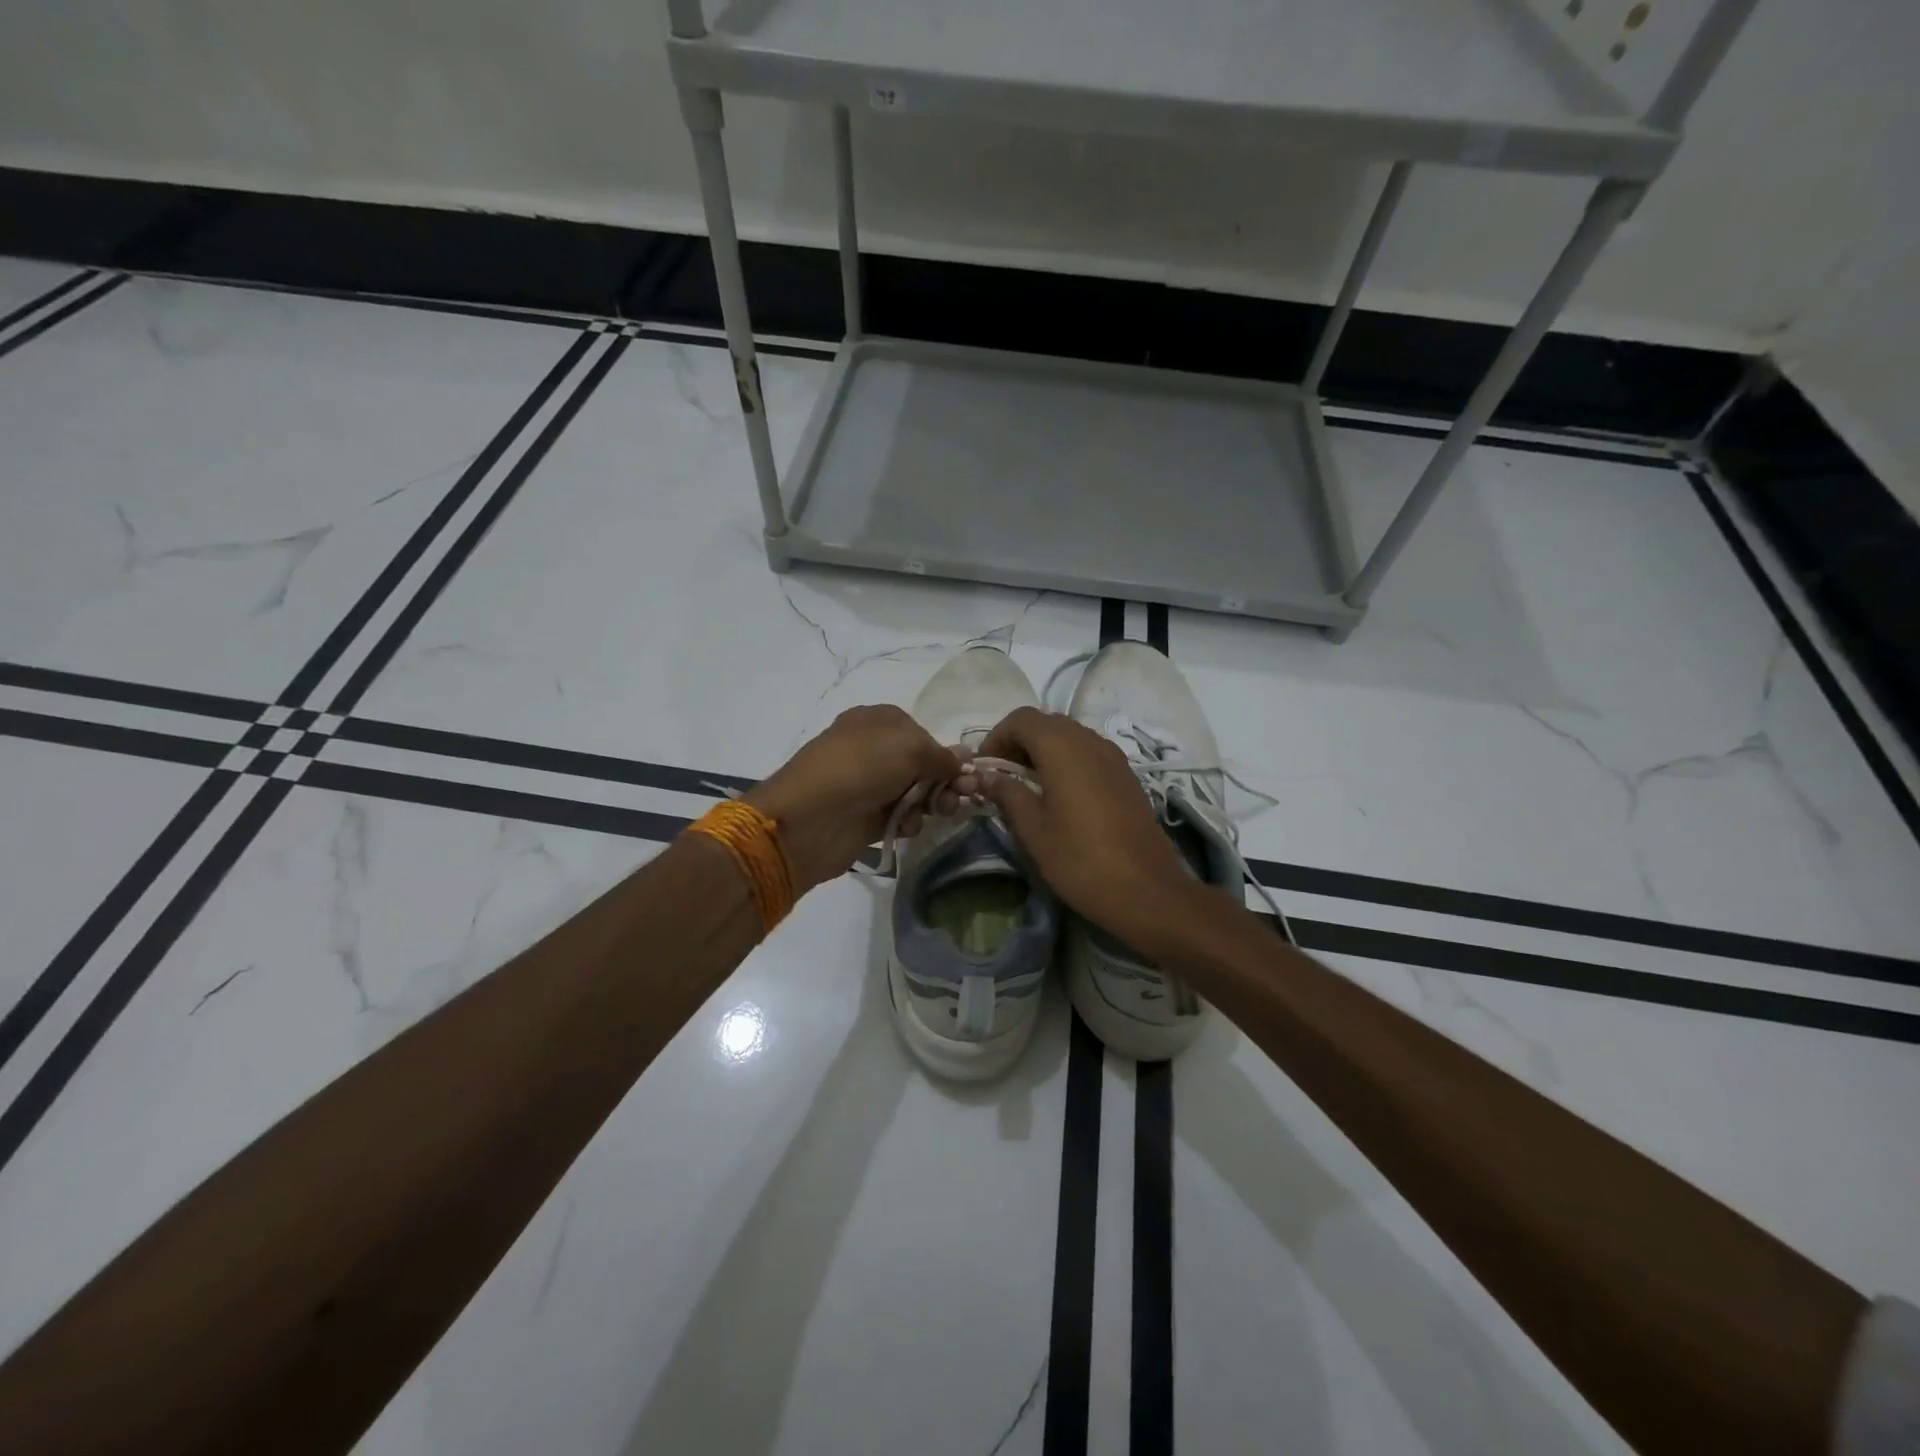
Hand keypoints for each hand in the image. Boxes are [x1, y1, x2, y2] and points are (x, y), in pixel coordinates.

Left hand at [747, 705, 969, 894]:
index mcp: (878, 720)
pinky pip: (900, 817)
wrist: (811, 818)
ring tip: (937, 812)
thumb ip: (942, 756)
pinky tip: (906, 826)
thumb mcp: (911, 747)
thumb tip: (964, 761)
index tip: (965, 773)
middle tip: (961, 796)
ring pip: (915, 793)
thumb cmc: (861, 767)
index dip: (945, 753)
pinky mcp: (866, 817)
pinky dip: (909, 821)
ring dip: (932, 803)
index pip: (923, 733)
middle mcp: (873, 749)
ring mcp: (868, 784)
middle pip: (923, 764)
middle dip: (945, 780)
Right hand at [976, 707, 1200, 948]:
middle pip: (1046, 723)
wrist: (1147, 890)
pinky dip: (1067, 761)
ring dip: (1043, 751)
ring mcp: (1113, 756)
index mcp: (1062, 747)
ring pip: (1069, 736)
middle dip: (1019, 742)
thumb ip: (1007, 794)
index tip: (984, 769)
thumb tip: (987, 777)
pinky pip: (1089, 752)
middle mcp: (1089, 741)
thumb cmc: (1080, 860)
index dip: (996, 737)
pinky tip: (1059, 795)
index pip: (1021, 719)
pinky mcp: (1126, 775)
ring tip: (1027, 786)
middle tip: (1002, 776)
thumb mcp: (1033, 830)